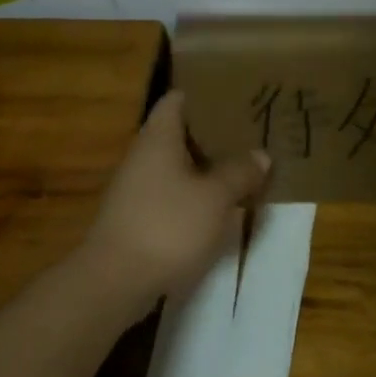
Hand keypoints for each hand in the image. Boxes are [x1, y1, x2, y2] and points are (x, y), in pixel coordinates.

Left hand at [79, 91, 270, 310]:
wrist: (114, 282)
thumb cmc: (168, 226)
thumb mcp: (216, 198)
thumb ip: (240, 173)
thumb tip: (261, 155)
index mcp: (159, 137)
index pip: (177, 99)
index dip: (204, 94)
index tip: (234, 96)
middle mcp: (143, 155)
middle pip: (179, 132)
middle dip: (212, 133)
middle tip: (248, 133)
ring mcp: (135, 188)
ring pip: (176, 165)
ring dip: (205, 166)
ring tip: (241, 167)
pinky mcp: (136, 217)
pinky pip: (170, 192)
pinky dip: (194, 193)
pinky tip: (218, 204)